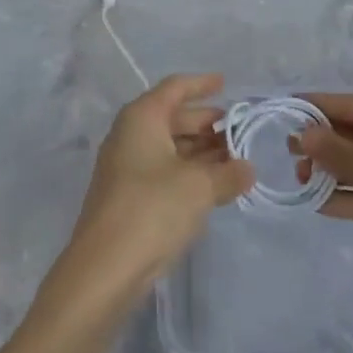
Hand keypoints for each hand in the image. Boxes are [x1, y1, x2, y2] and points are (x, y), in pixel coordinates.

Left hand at [52, 75, 253, 316]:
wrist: (104, 268)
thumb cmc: (152, 209)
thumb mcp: (199, 187)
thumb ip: (227, 174)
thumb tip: (247, 168)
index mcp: (142, 118)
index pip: (175, 88)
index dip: (201, 84)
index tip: (225, 83)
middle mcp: (130, 135)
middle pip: (173, 118)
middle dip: (206, 123)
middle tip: (239, 131)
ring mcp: (126, 167)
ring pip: (170, 147)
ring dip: (201, 152)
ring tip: (235, 161)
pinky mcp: (128, 197)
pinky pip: (164, 172)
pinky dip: (189, 173)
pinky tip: (214, 187)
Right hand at [294, 94, 352, 285]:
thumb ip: (338, 152)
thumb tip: (304, 134)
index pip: (351, 104)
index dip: (316, 106)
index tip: (283, 110)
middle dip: (323, 142)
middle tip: (288, 153)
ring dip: (333, 171)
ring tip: (299, 180)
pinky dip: (351, 195)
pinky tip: (321, 204)